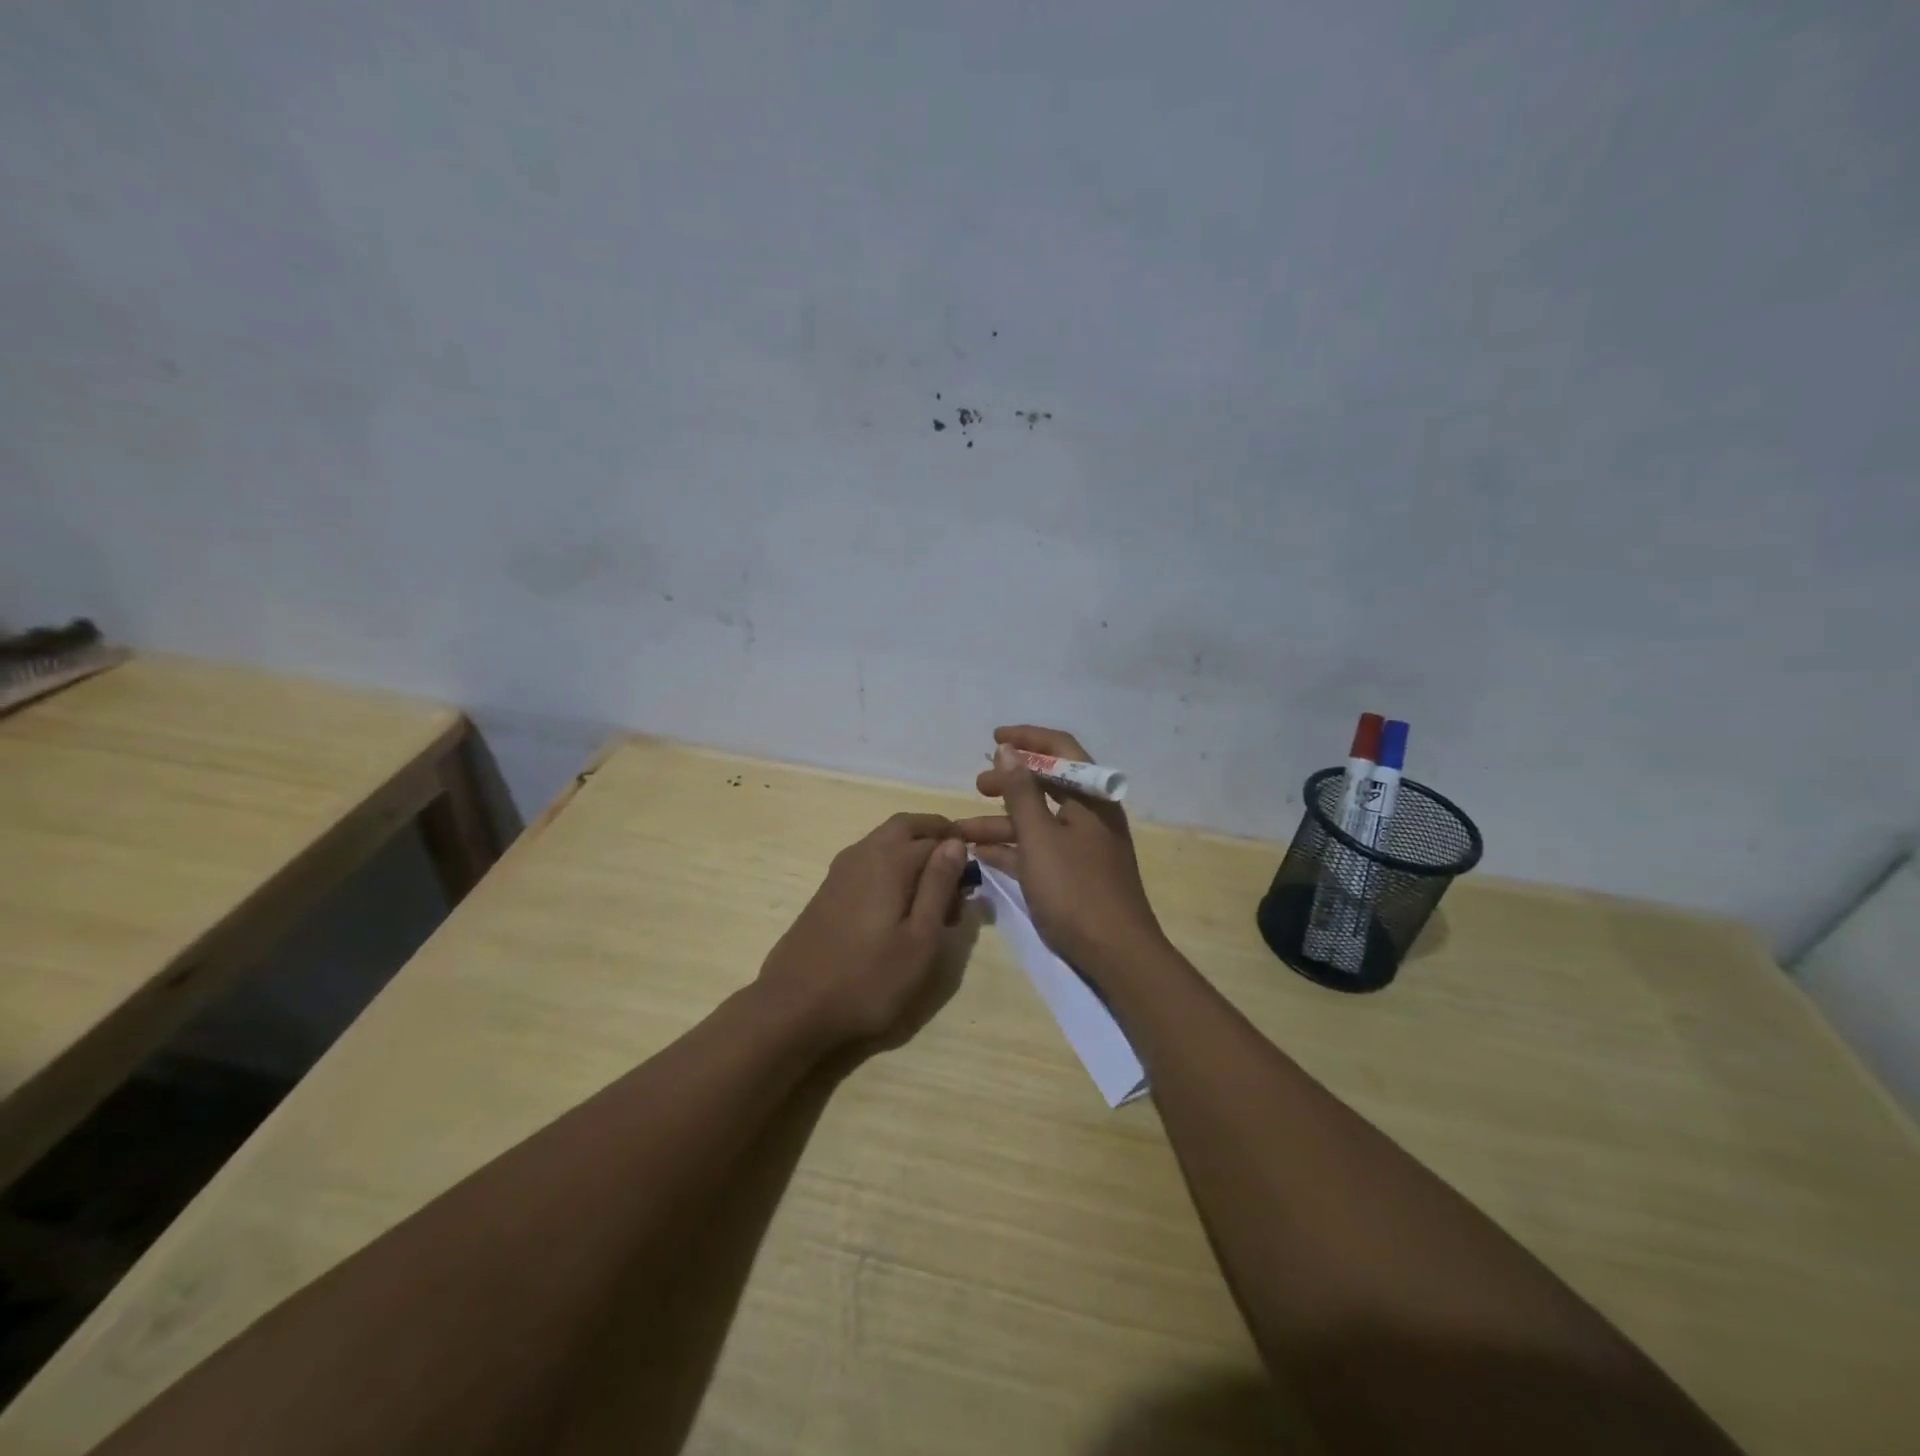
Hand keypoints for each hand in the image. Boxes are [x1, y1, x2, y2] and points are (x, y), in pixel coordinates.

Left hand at [756, 813, 969, 1046]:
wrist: (794, 1005)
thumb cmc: (868, 978)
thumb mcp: (920, 939)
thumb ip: (938, 886)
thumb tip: (955, 843)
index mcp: (890, 859)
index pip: (938, 838)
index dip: (960, 856)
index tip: (972, 888)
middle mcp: (864, 852)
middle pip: (907, 826)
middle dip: (936, 838)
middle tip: (956, 873)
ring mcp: (841, 869)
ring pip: (886, 842)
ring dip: (914, 854)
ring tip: (932, 900)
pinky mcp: (829, 888)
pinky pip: (870, 861)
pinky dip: (892, 868)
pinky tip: (898, 909)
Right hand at [954, 726, 1167, 974]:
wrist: (1116, 954)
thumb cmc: (1076, 889)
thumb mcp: (1040, 837)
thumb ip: (1020, 792)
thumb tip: (1007, 749)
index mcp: (1091, 798)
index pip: (1061, 750)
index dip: (1028, 739)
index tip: (994, 738)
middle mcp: (1090, 816)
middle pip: (1047, 786)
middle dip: (1009, 783)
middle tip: (977, 785)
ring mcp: (1083, 847)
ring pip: (1038, 822)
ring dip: (1001, 822)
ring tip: (963, 830)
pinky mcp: (1074, 876)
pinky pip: (1039, 851)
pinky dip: (1012, 849)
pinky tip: (982, 855)